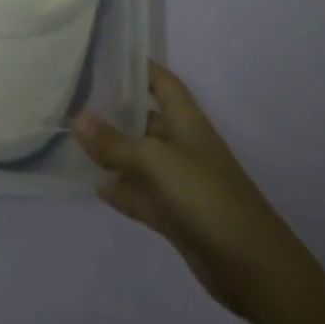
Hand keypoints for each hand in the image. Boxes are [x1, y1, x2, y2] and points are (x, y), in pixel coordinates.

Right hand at [75, 62, 282, 316]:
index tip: (103, 56)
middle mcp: (182, 145)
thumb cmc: (206, 197)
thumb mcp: (155, 162)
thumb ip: (115, 143)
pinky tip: (96, 187)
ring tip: (73, 141)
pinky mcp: (175, 215)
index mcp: (186, 121)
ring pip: (140, 159)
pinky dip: (122, 191)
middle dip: (114, 111)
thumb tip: (77, 118)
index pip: (161, 81)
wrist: (252, 267)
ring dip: (113, 154)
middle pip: (145, 119)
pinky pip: (141, 194)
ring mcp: (179, 182)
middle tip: (73, 99)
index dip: (138, 66)